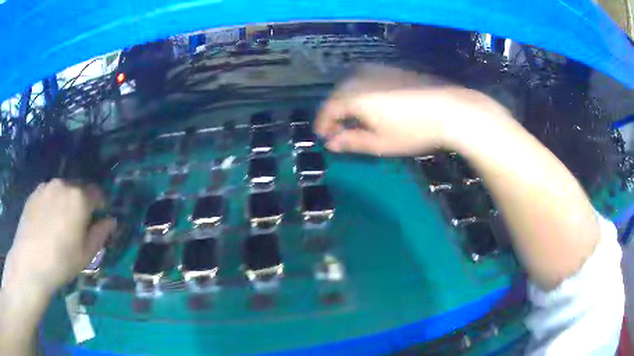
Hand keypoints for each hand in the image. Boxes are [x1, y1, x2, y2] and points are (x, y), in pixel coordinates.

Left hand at [1, 179, 115, 296]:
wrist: (30, 262)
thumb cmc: (62, 261)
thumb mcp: (86, 254)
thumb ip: (101, 234)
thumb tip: (111, 221)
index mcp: (79, 198)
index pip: (97, 193)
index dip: (100, 206)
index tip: (98, 219)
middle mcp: (64, 184)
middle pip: (79, 188)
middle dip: (82, 203)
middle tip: (77, 225)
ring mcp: (47, 186)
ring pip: (62, 190)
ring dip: (65, 202)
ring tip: (59, 224)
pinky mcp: (34, 192)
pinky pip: (48, 193)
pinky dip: (52, 203)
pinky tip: (46, 222)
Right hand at [314, 65, 510, 155]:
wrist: (449, 108)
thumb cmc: (413, 130)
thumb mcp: (380, 143)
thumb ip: (351, 142)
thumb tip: (331, 143)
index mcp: (352, 96)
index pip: (327, 110)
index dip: (323, 126)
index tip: (324, 139)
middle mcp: (359, 78)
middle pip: (337, 95)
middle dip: (334, 114)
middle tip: (339, 131)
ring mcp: (376, 70)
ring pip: (351, 85)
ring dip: (347, 102)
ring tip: (355, 118)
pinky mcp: (391, 69)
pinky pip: (366, 79)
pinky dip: (361, 92)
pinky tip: (372, 103)